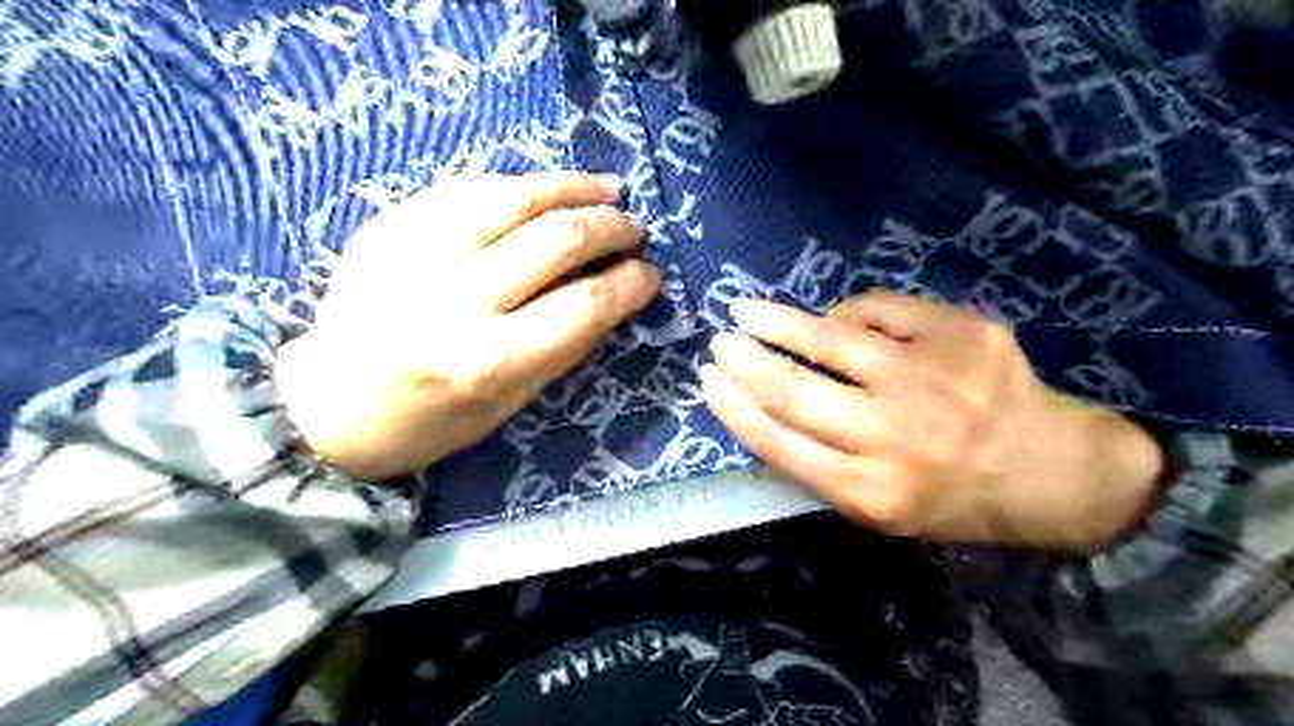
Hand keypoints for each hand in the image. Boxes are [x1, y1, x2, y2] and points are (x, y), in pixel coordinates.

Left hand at [273, 167, 656, 477]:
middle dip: (611, 226)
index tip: (650, 275)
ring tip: (606, 187)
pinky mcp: (392, 224)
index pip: (587, 305)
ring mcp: (419, 252)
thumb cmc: (428, 422)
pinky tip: (544, 186)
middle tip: (634, 228)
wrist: (326, 405)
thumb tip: (609, 295)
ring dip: (573, 187)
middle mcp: (458, 298)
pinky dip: (518, 182)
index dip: (631, 284)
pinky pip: (468, 186)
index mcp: (491, 360)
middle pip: (558, 239)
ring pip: (516, 196)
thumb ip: (561, 347)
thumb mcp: (509, 405)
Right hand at [704, 289, 1169, 548]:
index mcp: (870, 490)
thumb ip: (818, 465)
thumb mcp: (876, 508)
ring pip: (831, 338)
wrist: (1048, 471)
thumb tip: (765, 403)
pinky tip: (835, 318)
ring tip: (746, 310)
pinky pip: (880, 310)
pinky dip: (848, 313)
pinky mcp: (960, 335)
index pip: (777, 442)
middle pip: (794, 390)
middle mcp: (895, 436)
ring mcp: (931, 379)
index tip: (707, 380)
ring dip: (778, 321)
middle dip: (745, 361)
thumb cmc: (948, 496)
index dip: (733, 407)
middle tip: (720, 341)